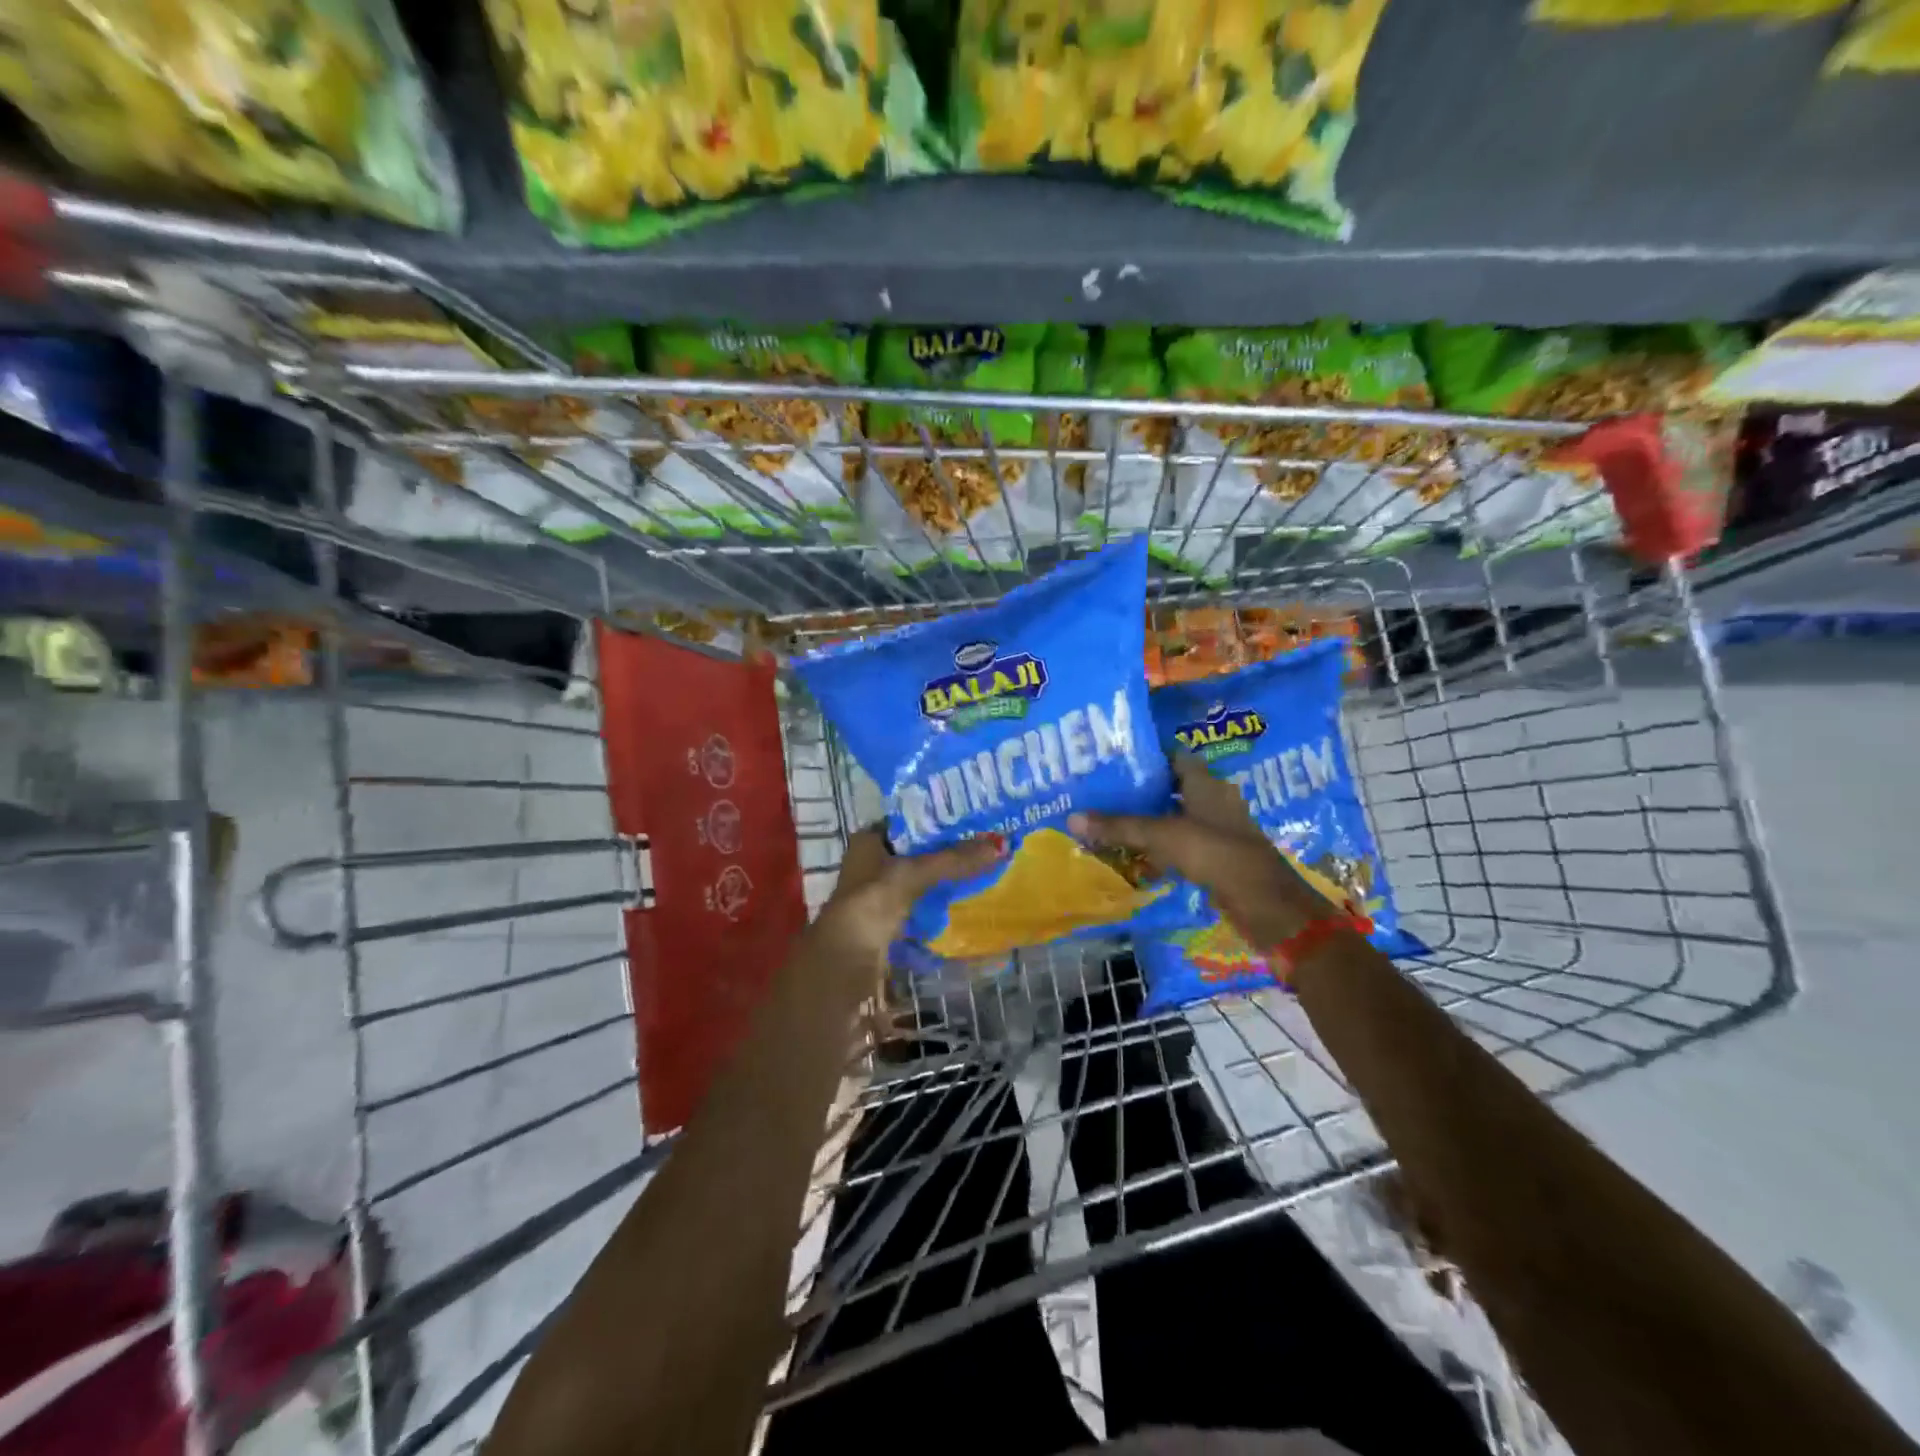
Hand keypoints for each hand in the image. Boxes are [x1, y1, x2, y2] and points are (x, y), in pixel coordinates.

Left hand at [810, 827, 1004, 994]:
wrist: (844, 966)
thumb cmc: (870, 905)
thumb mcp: (913, 874)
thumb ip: (954, 860)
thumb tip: (1002, 845)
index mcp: (867, 842)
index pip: (906, 822)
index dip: (935, 820)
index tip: (972, 819)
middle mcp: (871, 865)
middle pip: (916, 853)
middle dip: (947, 852)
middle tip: (987, 844)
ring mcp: (879, 898)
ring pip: (920, 882)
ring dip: (946, 880)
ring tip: (985, 870)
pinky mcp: (890, 926)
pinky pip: (922, 909)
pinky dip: (941, 907)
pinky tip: (968, 905)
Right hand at [1069, 756, 1335, 949]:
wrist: (1267, 906)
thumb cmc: (1217, 855)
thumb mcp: (1163, 836)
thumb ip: (1120, 826)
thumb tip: (1072, 818)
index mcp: (1207, 784)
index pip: (1174, 758)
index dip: (1147, 758)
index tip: (1114, 763)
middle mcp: (1214, 802)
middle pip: (1172, 789)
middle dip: (1141, 792)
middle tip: (1102, 794)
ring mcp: (1219, 832)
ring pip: (1176, 820)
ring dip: (1149, 823)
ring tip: (1110, 824)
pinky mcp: (1218, 860)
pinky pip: (1182, 847)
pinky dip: (1161, 850)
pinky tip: (1136, 858)